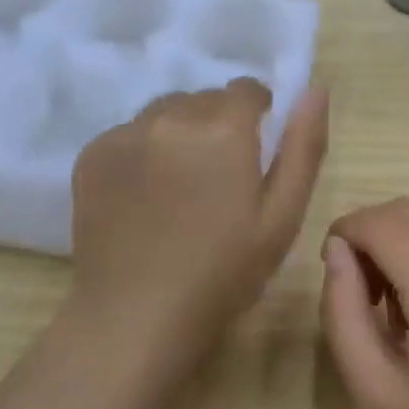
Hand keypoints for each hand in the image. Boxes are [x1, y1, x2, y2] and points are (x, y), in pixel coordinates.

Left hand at [70, 80, 328, 358]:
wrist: (133, 319)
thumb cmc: (222, 273)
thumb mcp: (282, 216)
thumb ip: (303, 145)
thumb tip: (314, 89)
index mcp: (224, 126)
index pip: (247, 89)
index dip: (256, 117)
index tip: (252, 155)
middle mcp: (173, 114)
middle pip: (206, 99)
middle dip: (218, 126)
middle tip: (217, 180)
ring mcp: (128, 131)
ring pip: (167, 111)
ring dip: (179, 133)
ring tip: (178, 187)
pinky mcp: (93, 152)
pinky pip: (131, 133)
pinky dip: (143, 151)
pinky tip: (143, 197)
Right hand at [320, 198, 408, 408]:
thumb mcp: (375, 393)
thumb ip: (343, 313)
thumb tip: (336, 249)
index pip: (384, 225)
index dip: (348, 230)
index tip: (330, 260)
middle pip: (407, 212)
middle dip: (370, 233)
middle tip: (357, 284)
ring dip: (398, 239)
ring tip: (391, 299)